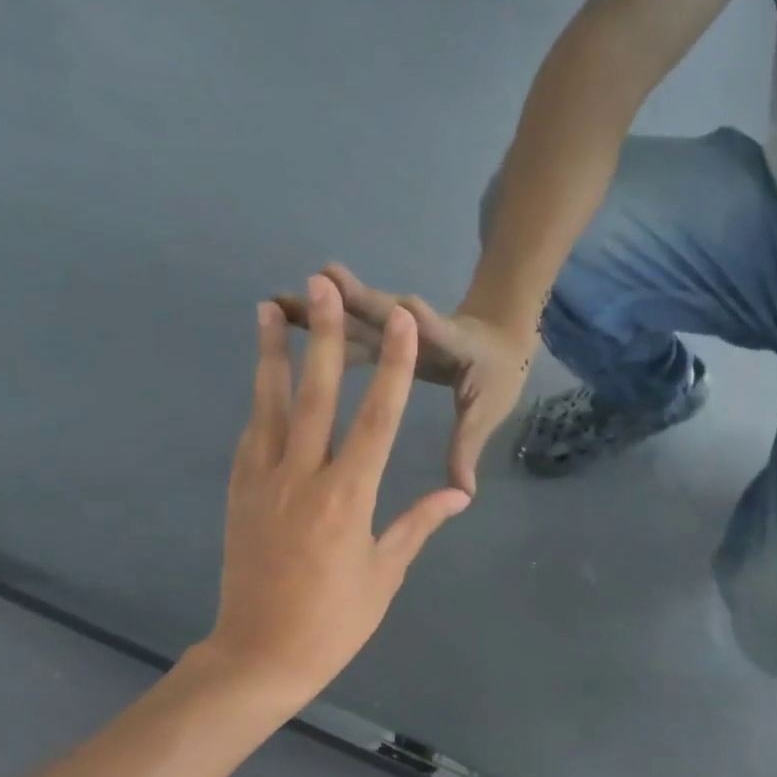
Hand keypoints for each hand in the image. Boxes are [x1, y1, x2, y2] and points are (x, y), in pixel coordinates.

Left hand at [198, 275, 470, 708]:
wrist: (260, 655)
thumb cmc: (335, 620)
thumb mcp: (385, 574)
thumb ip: (419, 523)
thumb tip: (460, 494)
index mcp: (349, 497)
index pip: (376, 419)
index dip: (391, 367)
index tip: (397, 324)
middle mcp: (304, 477)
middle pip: (316, 395)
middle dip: (324, 337)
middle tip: (320, 286)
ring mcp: (264, 482)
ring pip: (270, 406)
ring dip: (272, 355)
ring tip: (268, 309)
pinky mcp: (238, 493)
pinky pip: (251, 437)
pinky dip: (259, 403)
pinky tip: (262, 380)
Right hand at [276, 263, 534, 494]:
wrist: (498, 338)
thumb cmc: (495, 376)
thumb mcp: (487, 410)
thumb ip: (468, 447)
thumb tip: (465, 493)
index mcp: (454, 345)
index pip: (438, 333)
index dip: (422, 325)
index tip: (406, 312)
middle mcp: (421, 328)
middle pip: (387, 314)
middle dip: (358, 301)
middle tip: (323, 283)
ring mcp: (399, 326)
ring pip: (359, 319)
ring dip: (323, 310)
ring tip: (278, 303)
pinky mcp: (383, 330)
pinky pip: (349, 330)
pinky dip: (318, 325)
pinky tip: (281, 319)